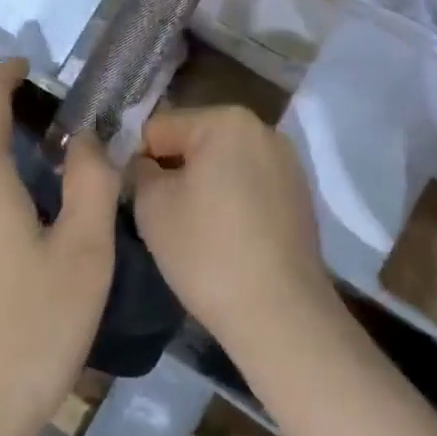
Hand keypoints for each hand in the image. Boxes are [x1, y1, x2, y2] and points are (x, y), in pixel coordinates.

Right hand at [130, 107, 333, 353]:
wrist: (281, 315)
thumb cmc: (208, 252)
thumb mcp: (151, 206)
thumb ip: (139, 170)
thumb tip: (144, 164)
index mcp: (226, 120)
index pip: (159, 127)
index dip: (138, 160)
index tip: (135, 198)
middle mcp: (263, 129)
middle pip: (195, 140)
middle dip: (174, 169)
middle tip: (162, 214)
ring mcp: (288, 162)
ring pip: (224, 163)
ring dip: (204, 185)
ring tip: (195, 229)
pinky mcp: (301, 195)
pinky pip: (250, 185)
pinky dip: (233, 201)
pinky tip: (227, 238)